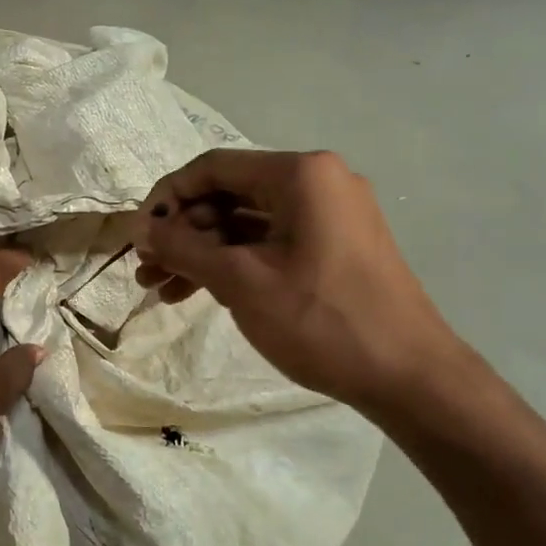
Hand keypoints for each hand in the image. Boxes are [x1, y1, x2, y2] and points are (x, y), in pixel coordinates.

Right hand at [133, 150, 466, 411]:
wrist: (408, 377)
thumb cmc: (320, 320)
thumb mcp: (240, 281)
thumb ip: (183, 247)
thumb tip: (141, 228)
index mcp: (300, 175)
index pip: (212, 167)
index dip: (166, 198)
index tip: (137, 235)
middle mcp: (316, 183)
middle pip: (227, 194)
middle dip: (181, 233)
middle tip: (147, 269)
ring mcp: (328, 216)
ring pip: (243, 223)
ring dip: (199, 252)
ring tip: (160, 288)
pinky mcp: (331, 247)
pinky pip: (267, 243)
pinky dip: (231, 264)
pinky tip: (196, 293)